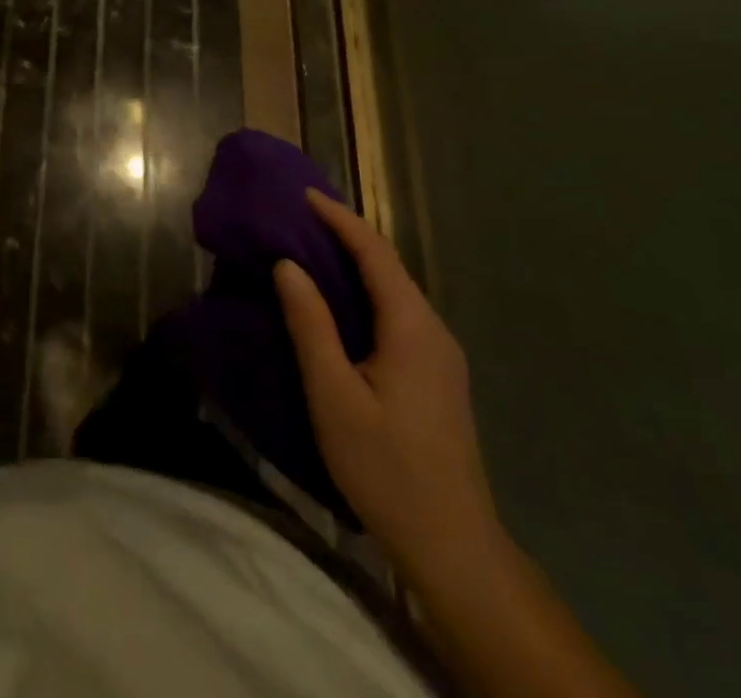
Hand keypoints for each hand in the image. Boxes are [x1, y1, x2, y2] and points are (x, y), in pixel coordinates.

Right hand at [274, 189, 501, 583]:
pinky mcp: (436, 376)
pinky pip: (397, 314)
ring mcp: (440, 355)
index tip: (303, 194)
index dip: (339, 219)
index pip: (375, 253)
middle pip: (388, 266)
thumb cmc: (386, 466)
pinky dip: (365, 292)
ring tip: (311, 249)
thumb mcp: (334, 394)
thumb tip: (288, 264)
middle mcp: (433, 330)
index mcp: (412, 326)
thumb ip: (311, 324)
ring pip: (394, 291)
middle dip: (346, 235)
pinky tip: (339, 304)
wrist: (452, 545)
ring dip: (355, 264)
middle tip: (300, 217)